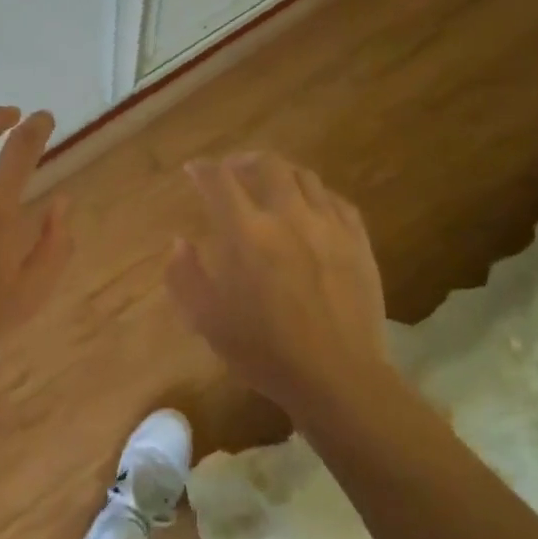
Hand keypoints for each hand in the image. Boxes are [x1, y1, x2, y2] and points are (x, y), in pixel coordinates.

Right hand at [166, 153, 396, 420]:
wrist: (339, 377)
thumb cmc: (265, 351)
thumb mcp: (207, 320)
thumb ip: (185, 276)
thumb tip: (180, 242)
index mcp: (246, 232)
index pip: (219, 180)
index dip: (202, 169)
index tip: (193, 170)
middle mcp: (287, 215)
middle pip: (267, 164)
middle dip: (243, 161)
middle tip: (232, 171)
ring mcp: (328, 225)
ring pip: (304, 176)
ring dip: (280, 173)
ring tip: (270, 185)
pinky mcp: (358, 240)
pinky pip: (336, 200)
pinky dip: (315, 194)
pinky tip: (310, 208)